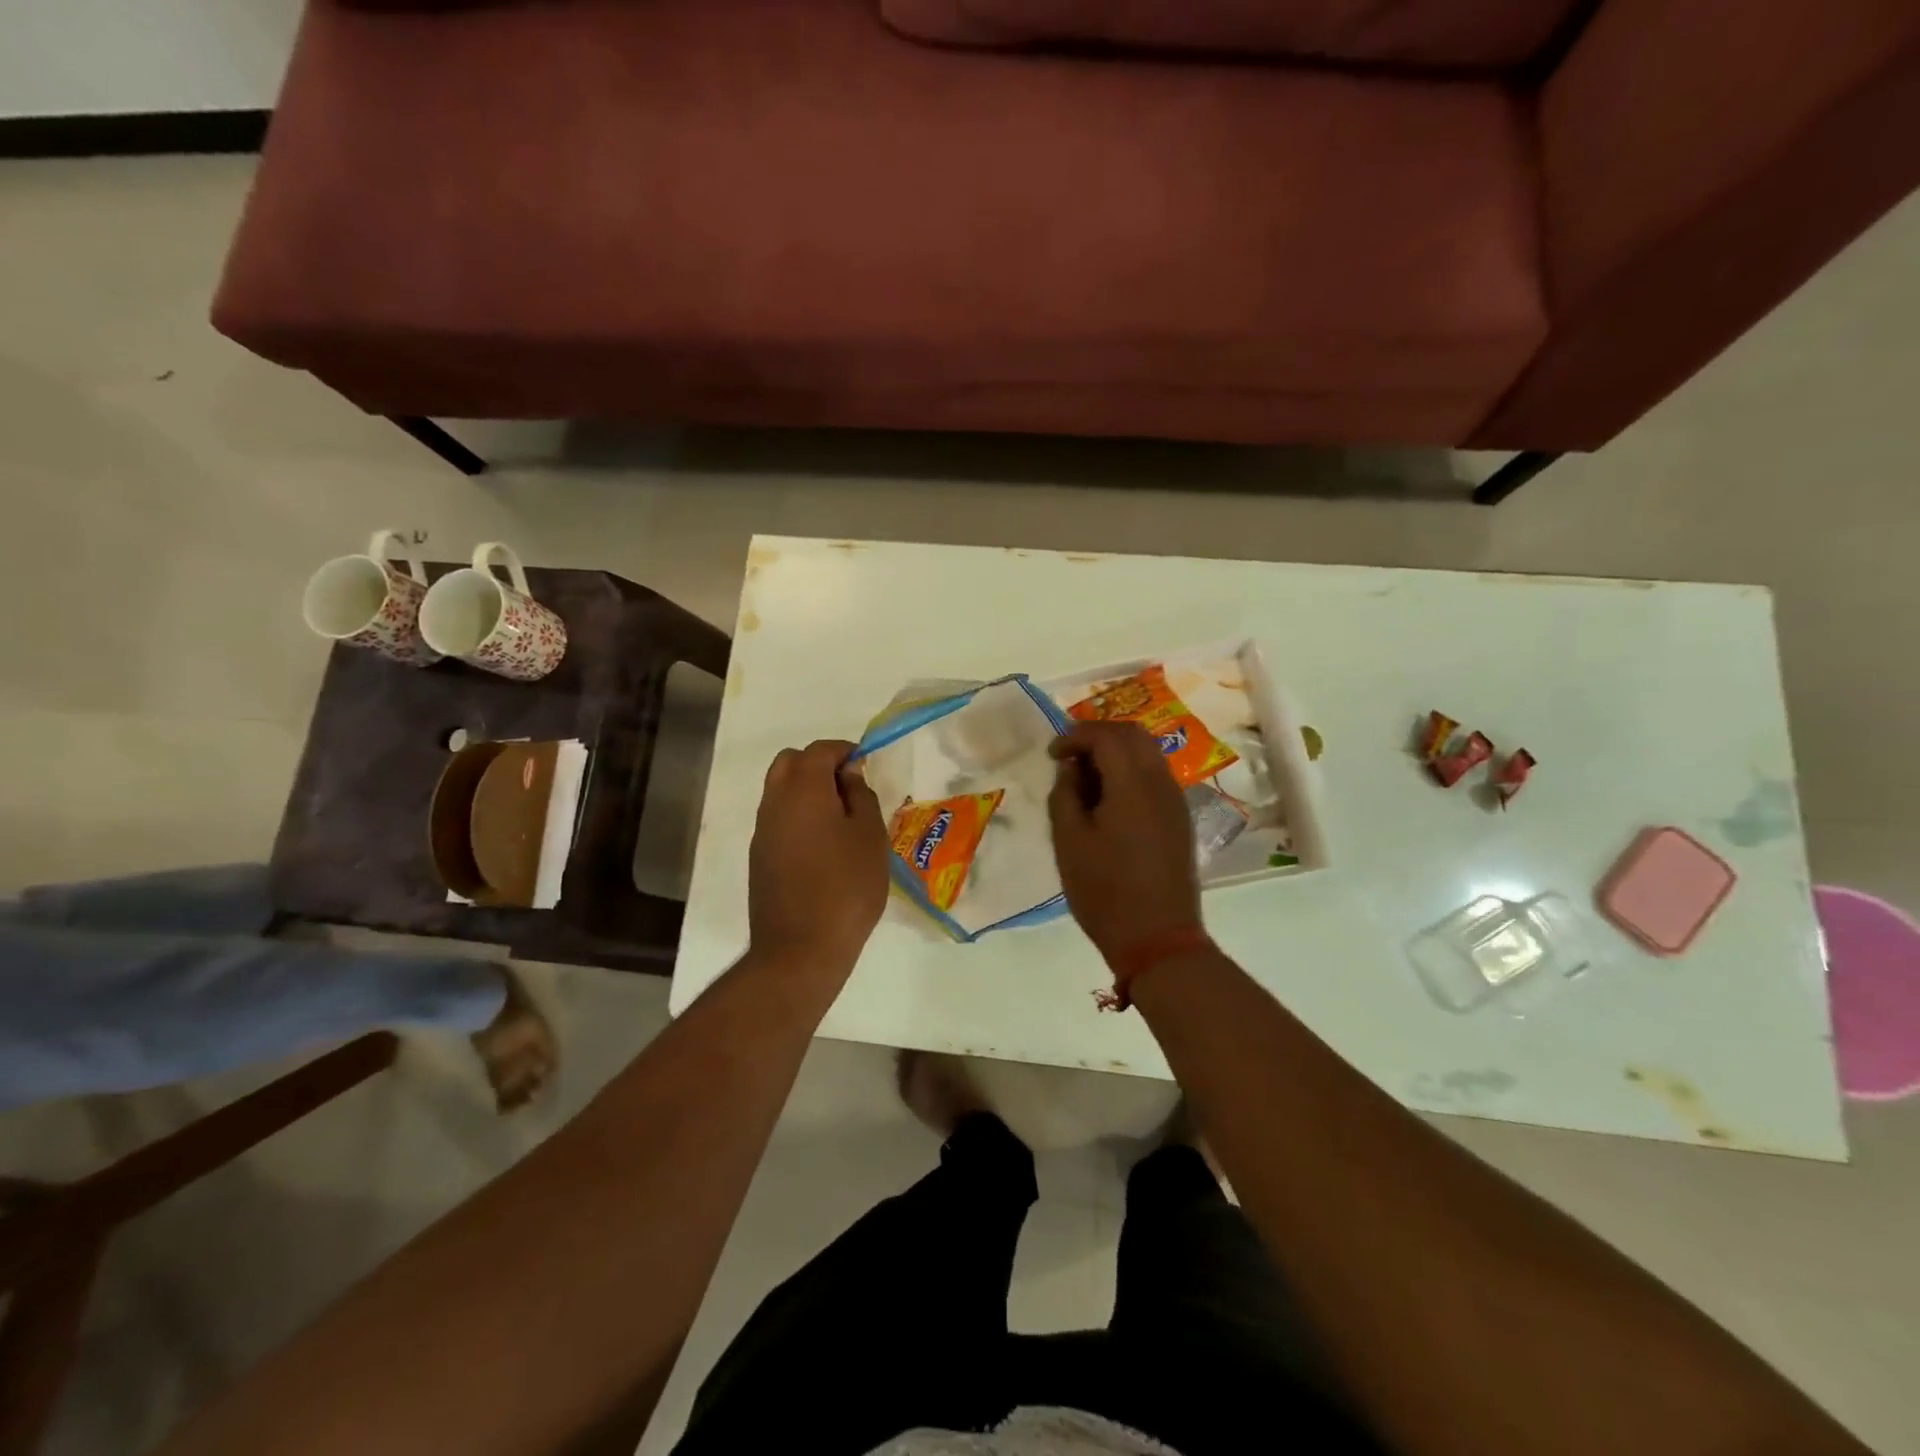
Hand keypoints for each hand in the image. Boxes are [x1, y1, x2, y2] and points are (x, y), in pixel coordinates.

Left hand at [748, 739, 890, 977]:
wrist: (801, 949)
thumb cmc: (846, 888)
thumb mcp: (870, 837)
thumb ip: (861, 796)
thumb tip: (848, 775)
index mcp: (803, 790)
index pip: (819, 750)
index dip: (844, 751)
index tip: (865, 767)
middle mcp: (775, 802)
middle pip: (790, 763)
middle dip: (819, 765)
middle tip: (849, 788)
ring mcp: (762, 831)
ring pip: (779, 790)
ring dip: (806, 791)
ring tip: (840, 819)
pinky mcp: (759, 857)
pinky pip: (777, 819)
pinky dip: (798, 816)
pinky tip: (823, 846)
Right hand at [1047, 722, 1202, 964]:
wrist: (1158, 939)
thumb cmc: (1105, 891)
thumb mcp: (1069, 842)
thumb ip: (1065, 794)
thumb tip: (1070, 767)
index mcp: (1133, 784)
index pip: (1106, 736)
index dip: (1075, 736)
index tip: (1052, 754)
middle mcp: (1161, 782)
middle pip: (1133, 735)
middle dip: (1098, 736)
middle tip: (1068, 756)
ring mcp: (1175, 801)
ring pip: (1147, 753)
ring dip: (1116, 752)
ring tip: (1085, 778)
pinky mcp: (1179, 819)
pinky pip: (1155, 776)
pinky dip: (1130, 771)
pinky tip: (1108, 799)